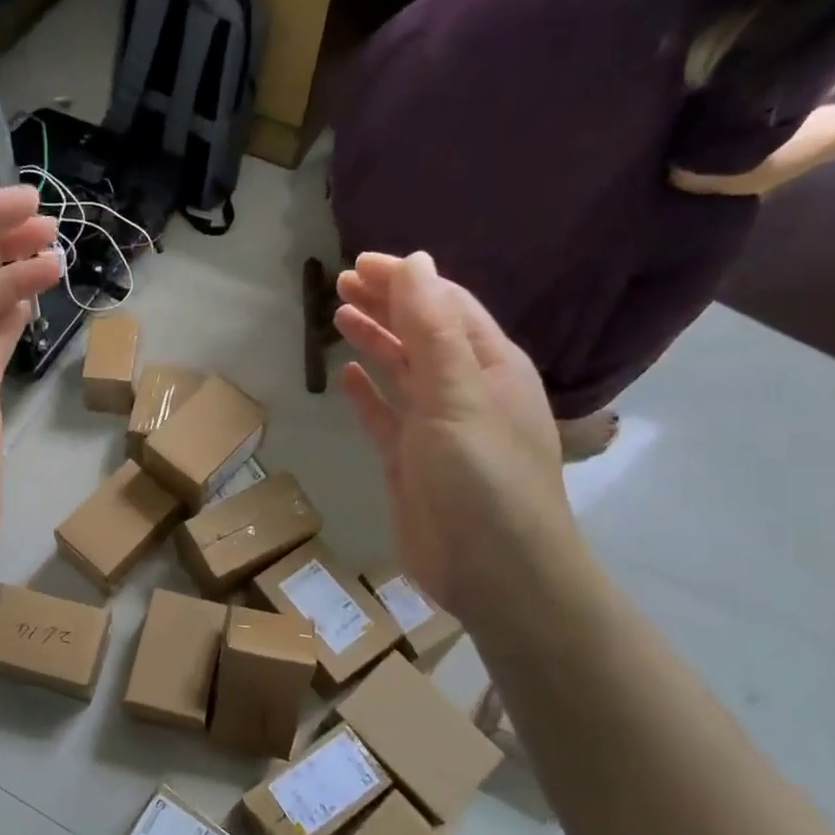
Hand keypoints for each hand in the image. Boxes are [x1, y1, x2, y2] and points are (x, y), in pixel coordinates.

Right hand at [334, 253, 582, 622]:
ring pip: (402, 372)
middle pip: (422, 334)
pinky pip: (385, 417)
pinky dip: (368, 395)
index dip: (407, 281)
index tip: (362, 262)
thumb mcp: (458, 395)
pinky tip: (347, 378)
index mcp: (489, 367)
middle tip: (342, 282)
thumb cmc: (483, 477)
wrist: (494, 572)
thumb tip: (417, 262)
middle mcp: (464, 392)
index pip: (446, 306)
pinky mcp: (409, 463)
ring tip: (339, 315)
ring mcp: (436, 429)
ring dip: (375, 341)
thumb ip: (433, 329)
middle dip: (387, 304)